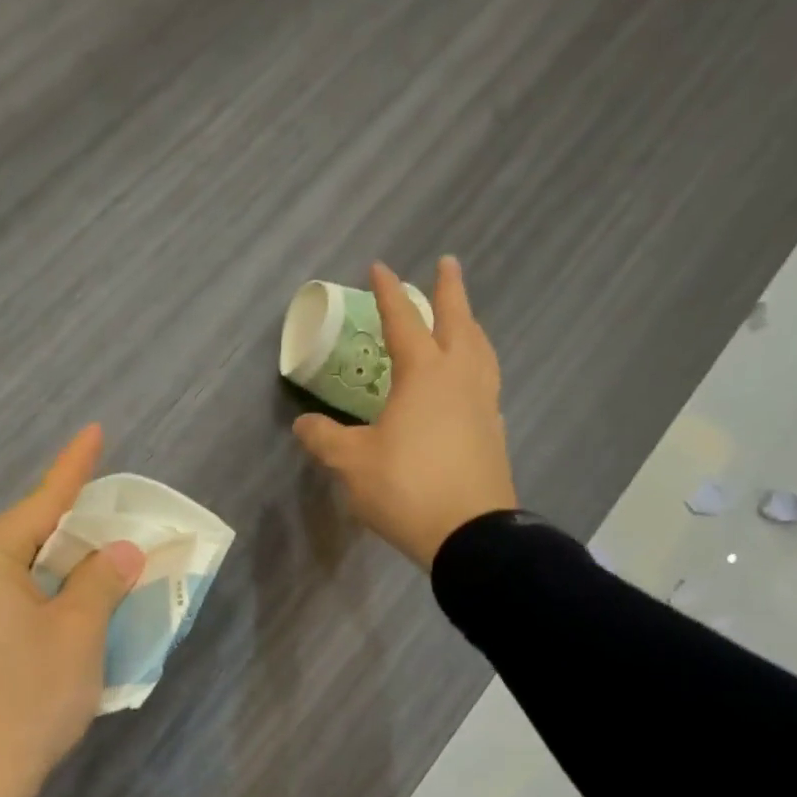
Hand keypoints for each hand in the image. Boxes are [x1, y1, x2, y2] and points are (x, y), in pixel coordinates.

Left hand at [0, 426, 143, 796]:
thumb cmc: (26, 698)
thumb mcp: (78, 634)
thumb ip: (100, 581)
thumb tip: (117, 551)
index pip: (39, 505)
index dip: (73, 469)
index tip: (93, 431)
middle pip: (22, 542)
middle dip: (67, 533)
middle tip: (107, 524)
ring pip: (10, 578)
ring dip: (52, 575)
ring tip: (91, 576)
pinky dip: (33, 604)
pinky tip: (57, 621)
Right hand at [293, 257, 516, 568]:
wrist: (470, 533)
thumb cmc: (406, 488)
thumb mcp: (352, 464)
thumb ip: (325, 439)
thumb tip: (303, 425)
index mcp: (424, 375)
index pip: (403, 322)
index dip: (388, 294)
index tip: (380, 266)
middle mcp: (459, 378)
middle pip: (457, 322)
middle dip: (450, 290)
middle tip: (447, 263)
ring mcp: (482, 404)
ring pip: (480, 349)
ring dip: (470, 324)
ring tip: (463, 318)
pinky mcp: (493, 431)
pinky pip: (485, 381)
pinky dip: (477, 364)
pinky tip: (468, 380)